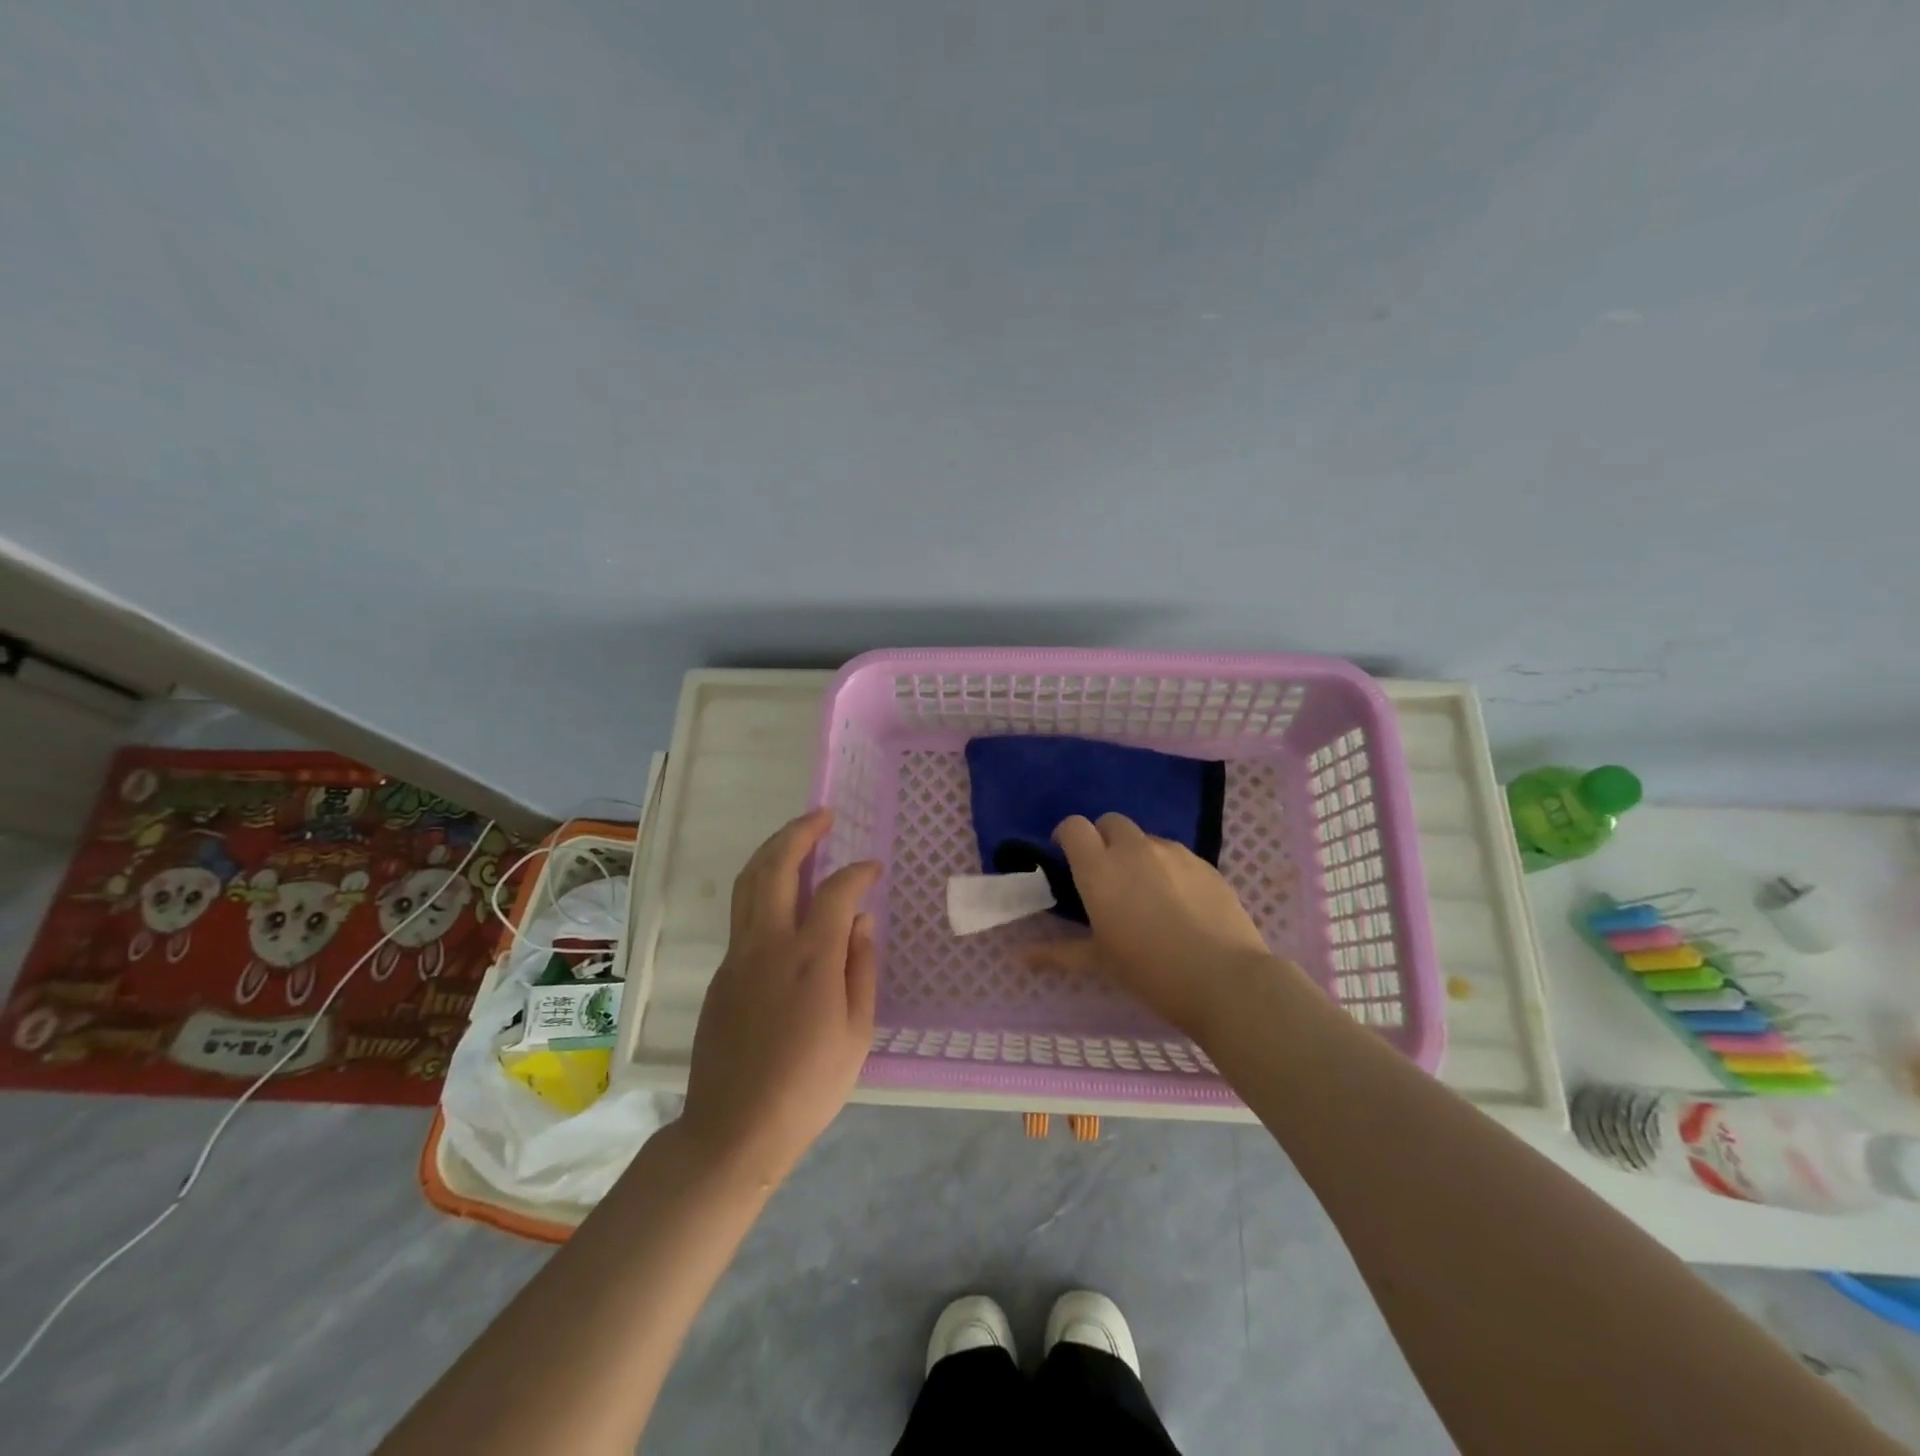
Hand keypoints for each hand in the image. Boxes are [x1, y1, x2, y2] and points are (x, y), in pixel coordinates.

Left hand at [678, 809, 879, 1187]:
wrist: (734, 1129)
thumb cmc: (809, 1086)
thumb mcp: (856, 1031)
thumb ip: (861, 967)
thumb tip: (862, 920)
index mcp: (810, 957)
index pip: (836, 891)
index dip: (858, 872)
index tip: (874, 869)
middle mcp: (768, 943)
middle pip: (777, 867)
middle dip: (800, 832)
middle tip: (823, 816)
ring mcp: (737, 956)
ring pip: (749, 884)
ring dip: (773, 852)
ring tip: (797, 837)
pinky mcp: (720, 973)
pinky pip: (742, 915)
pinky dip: (762, 888)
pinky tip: (782, 899)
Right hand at [1025, 813, 1276, 1038]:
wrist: (1226, 980)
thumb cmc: (1151, 972)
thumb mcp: (1100, 963)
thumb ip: (1058, 953)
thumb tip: (1020, 957)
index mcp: (1100, 869)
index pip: (1074, 827)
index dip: (1067, 836)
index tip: (1067, 858)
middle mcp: (1133, 850)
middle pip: (1110, 822)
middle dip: (1102, 839)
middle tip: (1106, 875)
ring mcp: (1174, 853)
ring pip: (1146, 838)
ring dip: (1136, 854)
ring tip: (1145, 892)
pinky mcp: (1205, 864)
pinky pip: (1177, 855)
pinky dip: (1168, 867)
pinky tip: (1179, 902)